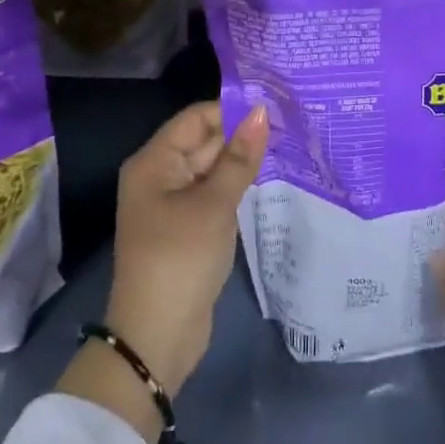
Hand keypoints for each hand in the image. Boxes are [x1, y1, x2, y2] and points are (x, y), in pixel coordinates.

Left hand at [103, 101, 267, 394]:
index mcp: (154, 162)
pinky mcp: (187, 225)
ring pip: (212, 167)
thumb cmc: (180, 259)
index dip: (233, 109)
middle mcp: (160, 175)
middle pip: (204, 140)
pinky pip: (214, 191)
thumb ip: (240, 157)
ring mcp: (173, 202)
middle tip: (290, 123)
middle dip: (242, 134)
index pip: (196, 117)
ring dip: (243, 160)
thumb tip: (262, 111)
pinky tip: (268, 178)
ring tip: (288, 144)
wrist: (157, 336)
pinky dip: (237, 184)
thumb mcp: (215, 204)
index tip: (275, 107)